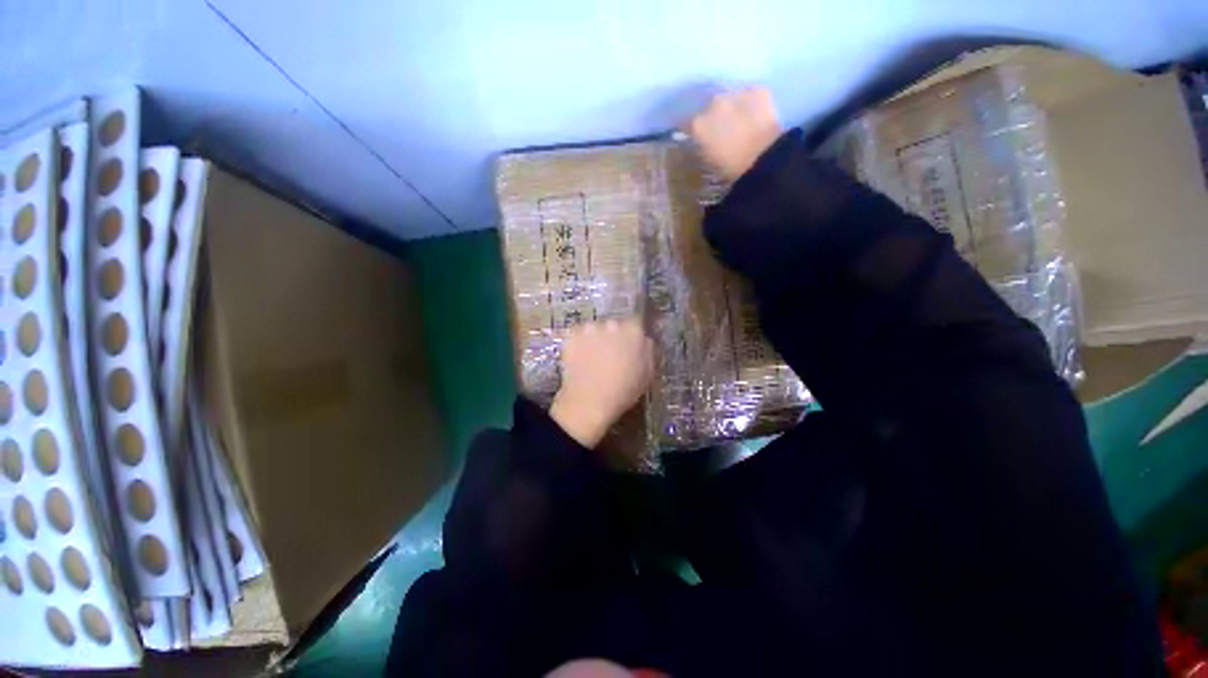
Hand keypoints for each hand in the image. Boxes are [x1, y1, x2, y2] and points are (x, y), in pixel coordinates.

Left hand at [550, 318, 654, 448]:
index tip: (628, 346)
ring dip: (594, 339)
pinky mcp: (571, 335)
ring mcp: (590, 328)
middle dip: (613, 336)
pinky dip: (577, 343)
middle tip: (610, 354)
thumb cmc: (623, 391)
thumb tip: (645, 341)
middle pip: (614, 325)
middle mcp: (612, 323)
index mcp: (634, 331)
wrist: (590, 401)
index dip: (631, 335)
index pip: (635, 323)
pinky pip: (576, 335)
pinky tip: (579, 359)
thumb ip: (648, 351)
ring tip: (592, 358)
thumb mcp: (647, 373)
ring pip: (594, 329)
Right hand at [683, 87, 782, 181]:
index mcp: (697, 124)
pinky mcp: (757, 90)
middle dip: (713, 115)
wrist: (763, 158)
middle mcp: (712, 103)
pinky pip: (750, 94)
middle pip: (709, 106)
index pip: (686, 123)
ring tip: (740, 121)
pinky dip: (751, 103)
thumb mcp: (707, 160)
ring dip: (732, 107)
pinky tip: (756, 115)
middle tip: (722, 129)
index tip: (696, 136)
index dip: (691, 129)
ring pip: (730, 97)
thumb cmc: (731, 167)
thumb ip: (700, 145)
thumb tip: (700, 140)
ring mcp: (735, 93)